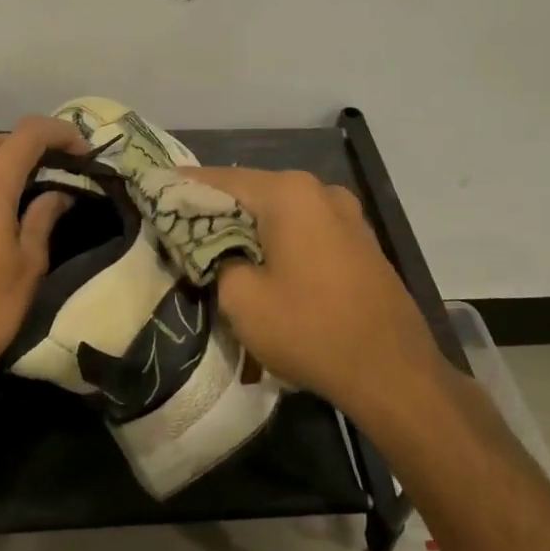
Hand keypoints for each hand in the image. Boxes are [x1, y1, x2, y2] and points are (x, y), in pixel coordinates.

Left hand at [0, 115, 87, 391]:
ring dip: (5, 159)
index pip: (26, 136)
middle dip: (29, 141)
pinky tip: (2, 208)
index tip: (82, 150)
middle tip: (59, 162)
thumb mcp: (30, 265)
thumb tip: (57, 194)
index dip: (58, 133)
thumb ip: (42, 219)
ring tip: (34, 181)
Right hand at [183, 168, 450, 416]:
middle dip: (218, 208)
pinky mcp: (360, 240)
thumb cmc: (310, 329)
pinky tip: (265, 260)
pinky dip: (280, 237)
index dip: (185, 187)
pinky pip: (307, 227)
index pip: (220, 180)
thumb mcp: (242, 300)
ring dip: (251, 224)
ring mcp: (347, 214)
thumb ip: (216, 260)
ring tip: (220, 246)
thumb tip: (219, 251)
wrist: (393, 371)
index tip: (156, 192)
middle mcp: (319, 190)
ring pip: (282, 209)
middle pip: (253, 191)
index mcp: (288, 193)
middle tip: (182, 227)